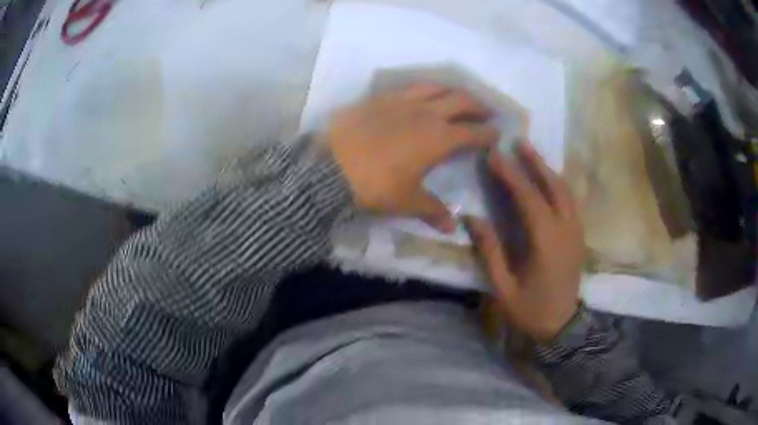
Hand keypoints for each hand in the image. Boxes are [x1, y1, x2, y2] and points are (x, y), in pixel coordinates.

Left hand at [328, 83, 498, 231]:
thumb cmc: (375, 187)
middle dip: (479, 105)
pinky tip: (420, 96)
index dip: (488, 133)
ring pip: (435, 87)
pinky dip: (423, 89)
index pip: (473, 132)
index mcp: (439, 138)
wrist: (330, 168)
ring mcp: (401, 101)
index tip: (497, 134)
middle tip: (487, 111)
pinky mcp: (379, 98)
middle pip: (461, 100)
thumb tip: (452, 228)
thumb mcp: (407, 202)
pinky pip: (408, 87)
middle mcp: (426, 113)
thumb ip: (432, 211)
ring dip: (451, 91)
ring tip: (457, 97)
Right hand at [464, 143, 585, 340]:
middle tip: (519, 141)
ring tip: (531, 153)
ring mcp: (577, 231)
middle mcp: (567, 230)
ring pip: (566, 190)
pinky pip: (570, 201)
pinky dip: (558, 184)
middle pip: (554, 186)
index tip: (495, 154)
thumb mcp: (503, 287)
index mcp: (547, 243)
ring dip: (548, 169)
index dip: (511, 174)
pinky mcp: (579, 235)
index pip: (529, 198)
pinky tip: (547, 178)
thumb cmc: (531, 310)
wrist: (562, 326)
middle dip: (536, 161)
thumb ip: (490, 250)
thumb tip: (471, 218)